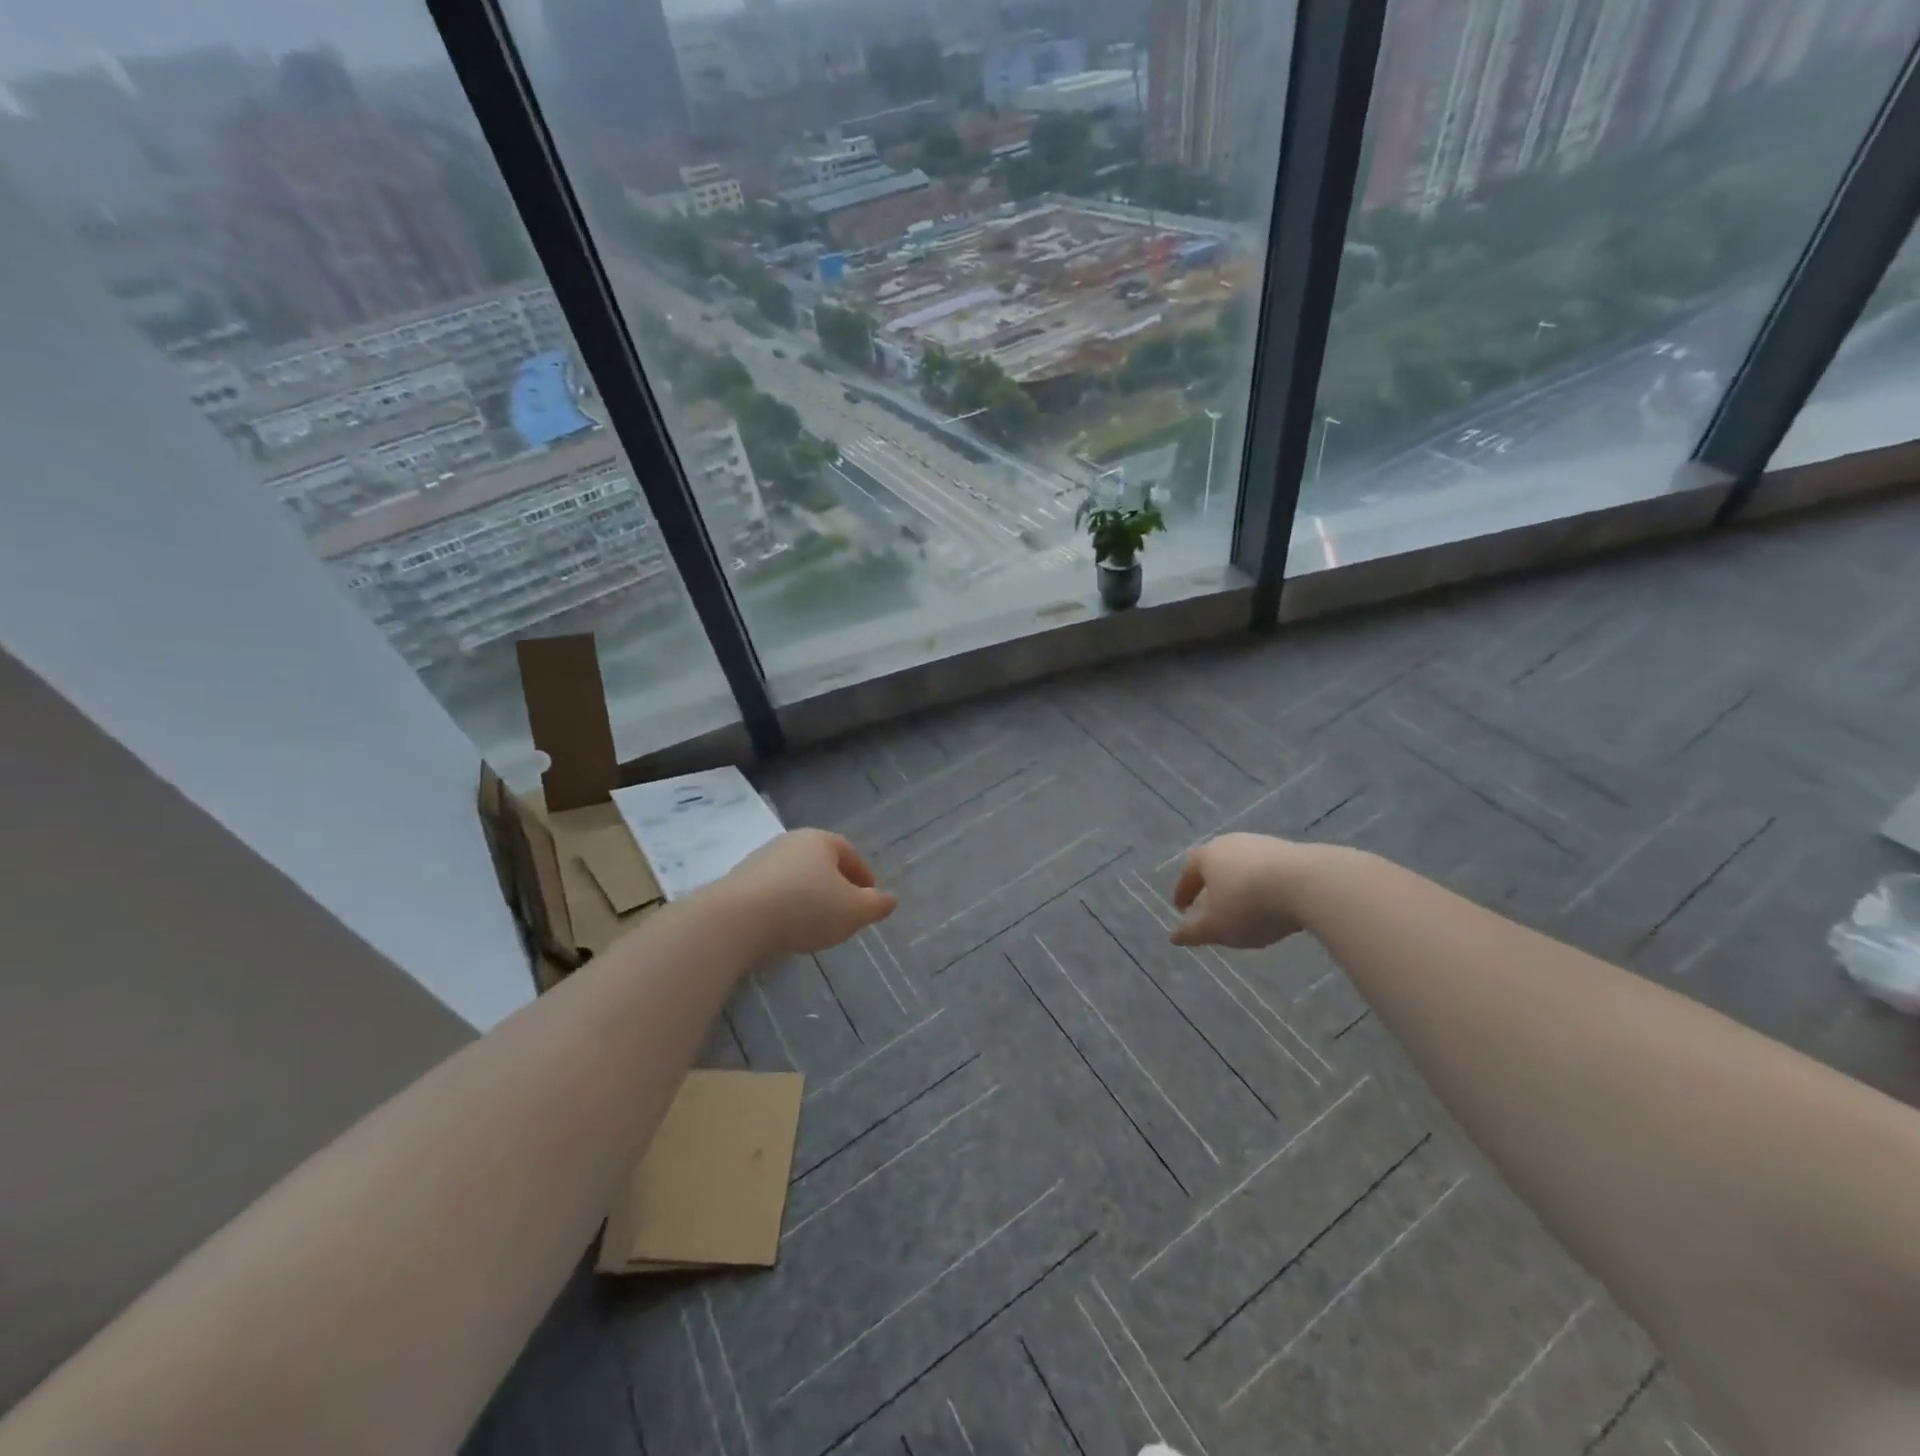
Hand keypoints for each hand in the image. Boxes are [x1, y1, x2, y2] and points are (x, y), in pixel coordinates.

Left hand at [713, 829, 896, 960]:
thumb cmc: (805, 908)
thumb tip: (890, 899)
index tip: (869, 897)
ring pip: (795, 877)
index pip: (850, 853)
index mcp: (821, 840)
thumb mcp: (853, 911)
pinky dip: (783, 907)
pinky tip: (784, 929)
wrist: (734, 921)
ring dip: (807, 896)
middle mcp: (789, 842)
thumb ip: (876, 905)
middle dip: (835, 885)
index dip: (863, 876)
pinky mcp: (737, 883)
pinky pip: (771, 893)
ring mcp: (760, 860)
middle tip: (844, 910)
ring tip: (814, 924)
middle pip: (821, 863)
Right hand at [1170, 833, 1312, 948]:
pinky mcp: (1291, 850)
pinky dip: (1265, 885)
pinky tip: (1274, 902)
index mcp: (1206, 857)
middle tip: (1212, 905)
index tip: (1182, 910)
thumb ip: (1192, 932)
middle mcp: (1231, 843)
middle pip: (1215, 865)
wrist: (1309, 884)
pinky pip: (1269, 870)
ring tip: (1245, 906)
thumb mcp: (1215, 927)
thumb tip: (1173, 936)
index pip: (1188, 874)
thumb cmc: (1249, 905)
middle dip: (1211, 885)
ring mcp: (1262, 844)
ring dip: (1240, 884)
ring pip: (1243, 866)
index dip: (1182, 893)